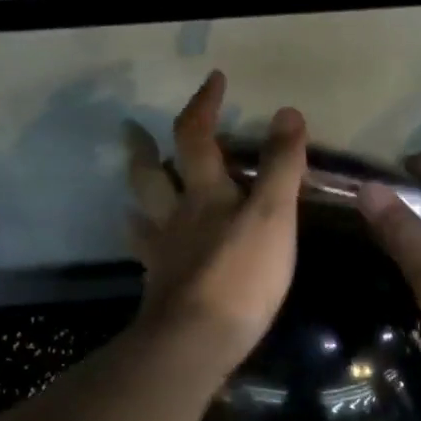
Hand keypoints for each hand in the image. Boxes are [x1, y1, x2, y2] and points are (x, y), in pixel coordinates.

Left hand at [126, 72, 306, 371]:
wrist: (197, 340)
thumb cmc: (243, 275)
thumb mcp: (274, 216)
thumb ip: (282, 166)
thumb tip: (287, 112)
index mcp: (205, 194)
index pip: (197, 137)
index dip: (203, 105)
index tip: (214, 81)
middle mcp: (176, 217)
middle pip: (151, 175)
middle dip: (145, 148)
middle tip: (133, 131)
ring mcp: (163, 253)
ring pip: (142, 213)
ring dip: (138, 192)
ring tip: (136, 182)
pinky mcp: (160, 286)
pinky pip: (146, 254)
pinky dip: (143, 240)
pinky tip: (146, 245)